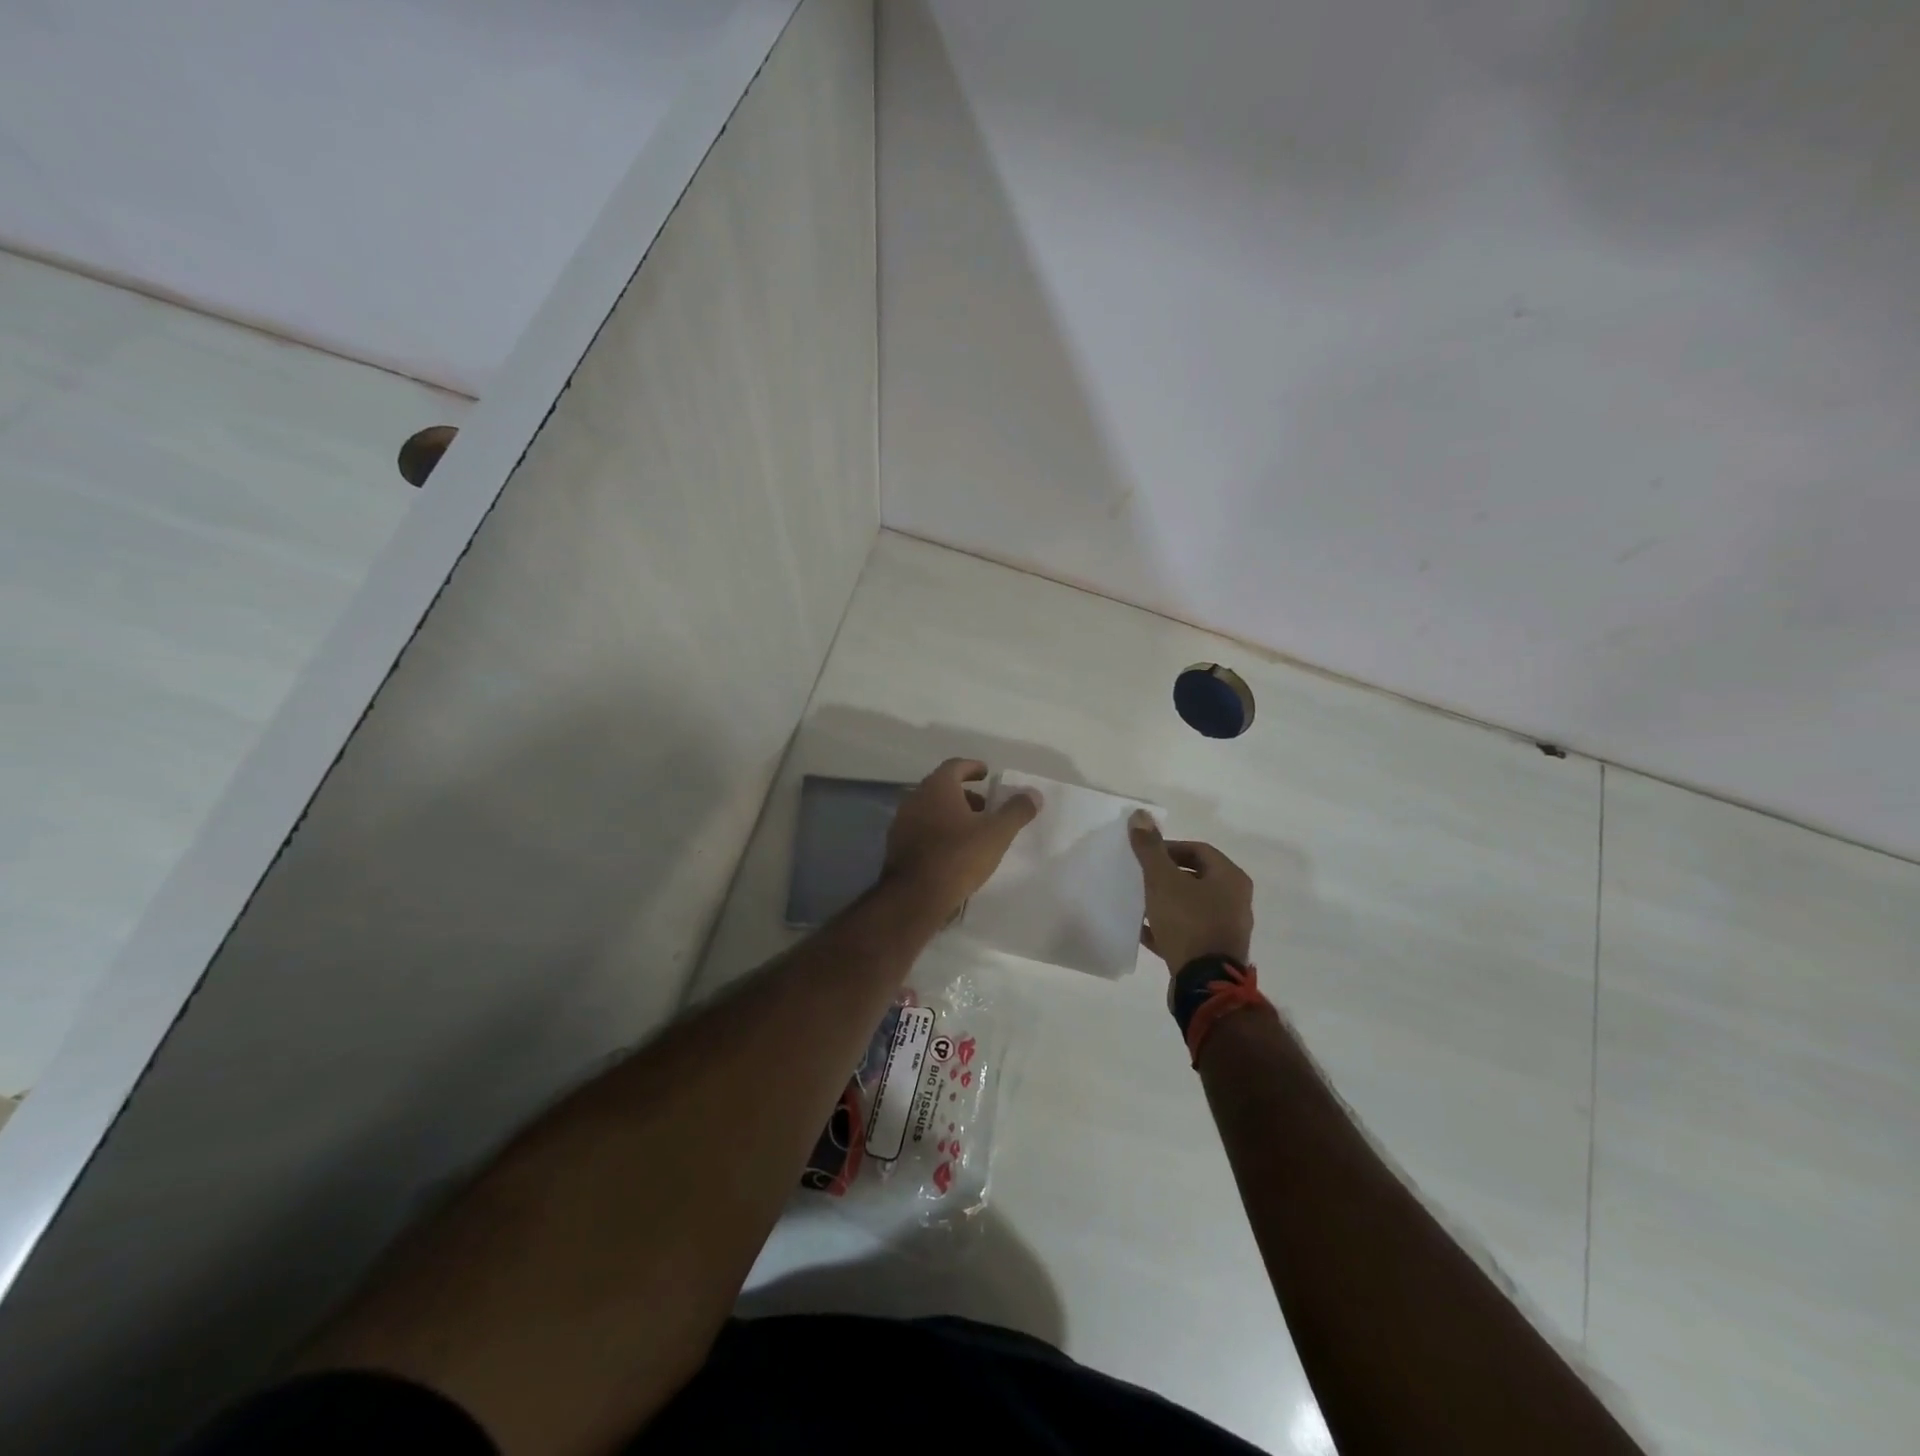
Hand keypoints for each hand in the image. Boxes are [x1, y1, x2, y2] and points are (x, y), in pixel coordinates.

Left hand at [884, 759, 1040, 917]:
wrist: (914, 896)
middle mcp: (916, 798)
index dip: (973, 767)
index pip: (955, 766)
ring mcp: (902, 822)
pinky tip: (952, 850)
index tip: (986, 774)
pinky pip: (922, 829)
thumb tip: (1034, 794)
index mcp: (937, 787)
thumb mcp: (996, 833)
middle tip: (985, 806)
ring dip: (951, 813)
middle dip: (965, 794)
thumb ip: (1016, 811)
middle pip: (942, 787)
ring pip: (930, 809)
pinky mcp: (896, 846)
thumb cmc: (958, 856)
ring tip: (972, 831)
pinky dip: (938, 831)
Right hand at [1129, 811, 1254, 971]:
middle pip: (1196, 877)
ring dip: (1166, 901)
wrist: (1204, 984)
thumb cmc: (1187, 922)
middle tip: (1141, 877)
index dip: (1169, 848)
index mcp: (1230, 878)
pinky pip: (1188, 931)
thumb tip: (1140, 815)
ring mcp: (1227, 928)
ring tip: (1140, 902)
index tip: (1144, 857)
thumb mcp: (1162, 880)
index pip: (1198, 850)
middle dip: (1166, 875)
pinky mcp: (1214, 952)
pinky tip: (1144, 930)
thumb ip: (1150, 848)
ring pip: (1191, 905)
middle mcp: (1236, 900)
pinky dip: (1168, 927)